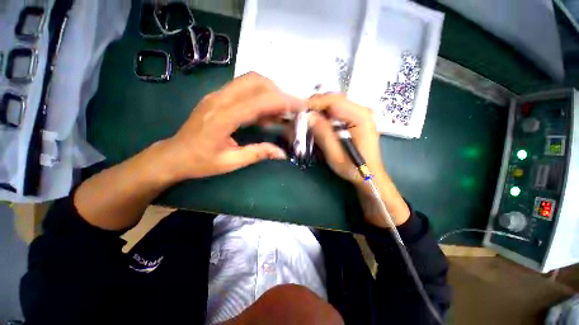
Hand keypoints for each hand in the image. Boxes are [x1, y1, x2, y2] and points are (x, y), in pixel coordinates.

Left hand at [161, 72, 303, 180]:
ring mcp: (216, 95)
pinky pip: (243, 88)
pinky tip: (265, 111)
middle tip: (290, 108)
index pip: (257, 101)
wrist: (173, 155)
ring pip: (249, 80)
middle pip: (254, 80)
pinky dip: (260, 95)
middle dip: (277, 91)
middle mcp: (219, 100)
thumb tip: (281, 153)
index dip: (281, 101)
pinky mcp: (217, 97)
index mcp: (222, 118)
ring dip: (269, 90)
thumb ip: (258, 153)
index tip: (299, 106)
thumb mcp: (231, 162)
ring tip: (280, 110)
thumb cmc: (200, 162)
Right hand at [307, 93, 409, 225]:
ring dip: (318, 112)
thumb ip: (323, 133)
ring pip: (333, 105)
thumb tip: (308, 116)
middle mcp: (362, 110)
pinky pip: (336, 112)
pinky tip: (318, 125)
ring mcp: (359, 114)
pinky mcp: (355, 119)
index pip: (333, 101)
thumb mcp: (335, 154)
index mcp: (361, 116)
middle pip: (333, 100)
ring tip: (307, 122)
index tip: (298, 111)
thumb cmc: (354, 168)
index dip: (314, 103)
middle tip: (301, 118)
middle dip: (314, 107)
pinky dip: (324, 117)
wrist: (369, 175)